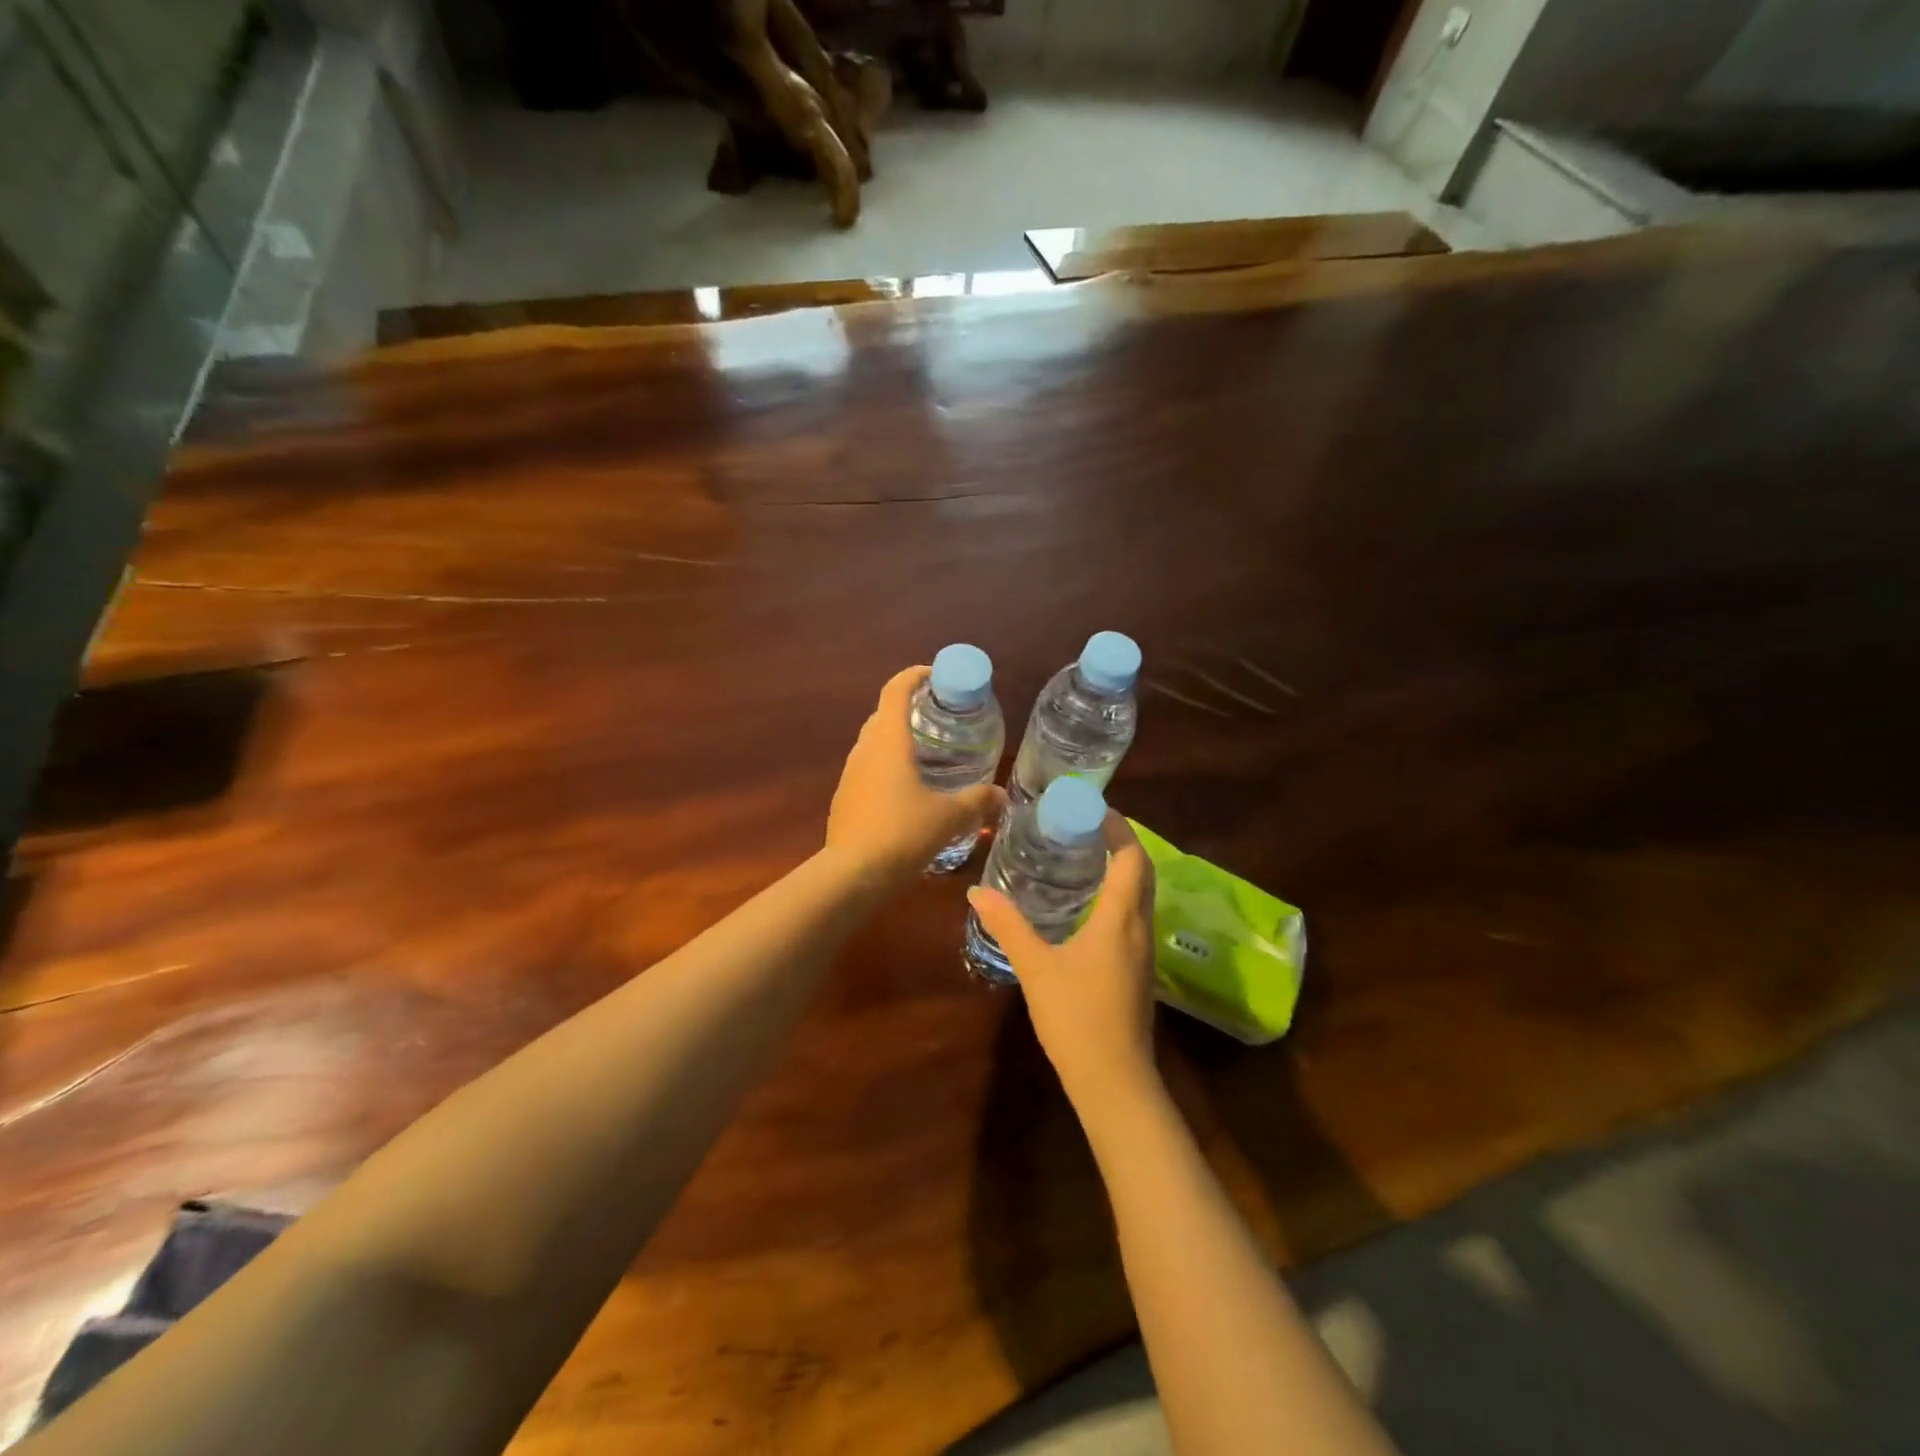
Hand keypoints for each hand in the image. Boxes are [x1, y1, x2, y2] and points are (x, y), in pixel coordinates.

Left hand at [826, 666, 1005, 891]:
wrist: (851, 876)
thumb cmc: (902, 834)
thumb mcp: (949, 817)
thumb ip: (977, 802)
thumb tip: (1002, 796)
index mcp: (888, 741)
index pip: (895, 690)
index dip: (914, 675)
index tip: (936, 676)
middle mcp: (864, 750)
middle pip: (884, 715)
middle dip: (910, 709)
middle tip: (941, 719)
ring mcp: (849, 775)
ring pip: (874, 744)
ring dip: (898, 740)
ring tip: (929, 755)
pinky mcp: (844, 799)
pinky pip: (868, 770)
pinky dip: (888, 768)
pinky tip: (908, 792)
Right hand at [967, 811, 1158, 1109]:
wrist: (1114, 1081)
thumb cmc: (1076, 1017)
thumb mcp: (1036, 966)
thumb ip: (1008, 925)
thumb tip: (977, 890)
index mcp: (1120, 918)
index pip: (1131, 857)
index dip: (1117, 827)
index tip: (1092, 807)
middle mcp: (1140, 927)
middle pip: (1141, 871)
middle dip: (1119, 842)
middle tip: (1082, 826)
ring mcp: (1143, 951)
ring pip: (1141, 895)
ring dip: (1120, 868)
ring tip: (1083, 855)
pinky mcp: (1138, 970)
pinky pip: (1134, 916)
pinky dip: (1117, 895)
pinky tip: (1088, 904)